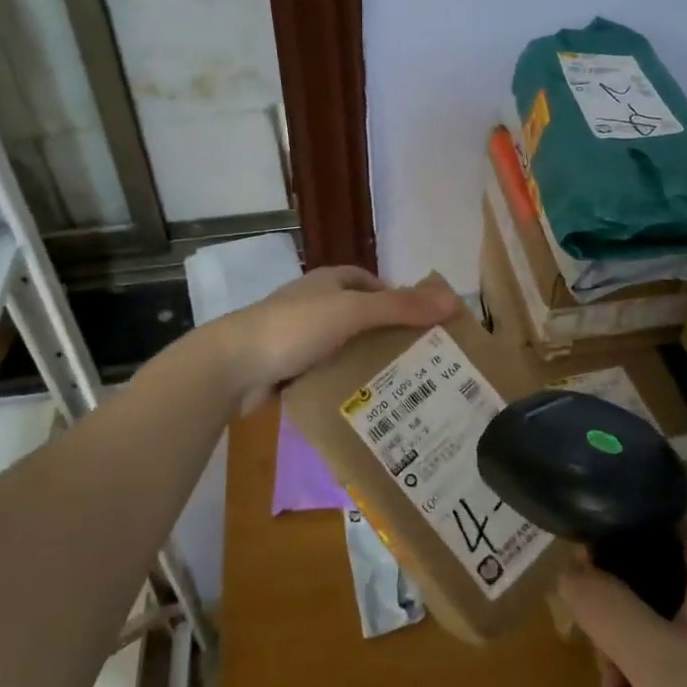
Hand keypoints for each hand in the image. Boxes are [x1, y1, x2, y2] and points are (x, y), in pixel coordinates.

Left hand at [214, 266, 458, 414]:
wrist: (233, 365)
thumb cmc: (295, 327)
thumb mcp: (353, 311)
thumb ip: (401, 307)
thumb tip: (453, 300)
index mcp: (330, 282)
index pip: (373, 284)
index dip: (399, 300)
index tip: (425, 327)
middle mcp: (316, 304)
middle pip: (362, 317)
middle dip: (388, 336)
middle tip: (422, 364)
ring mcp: (300, 337)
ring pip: (345, 348)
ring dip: (368, 363)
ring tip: (404, 389)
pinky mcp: (289, 368)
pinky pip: (327, 373)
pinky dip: (344, 384)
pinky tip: (367, 404)